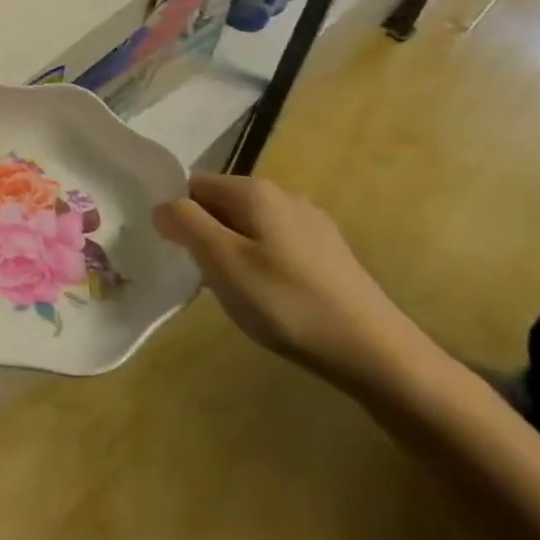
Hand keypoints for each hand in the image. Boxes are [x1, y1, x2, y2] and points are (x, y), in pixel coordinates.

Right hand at [153, 174, 422, 392]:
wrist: (376, 353)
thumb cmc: (287, 302)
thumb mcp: (222, 262)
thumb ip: (185, 223)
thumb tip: (162, 206)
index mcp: (255, 191)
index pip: (192, 185)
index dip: (176, 214)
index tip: (173, 251)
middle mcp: (284, 196)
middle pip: (220, 204)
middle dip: (203, 233)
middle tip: (200, 275)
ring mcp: (311, 224)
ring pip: (247, 226)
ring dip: (230, 251)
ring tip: (232, 290)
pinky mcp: (328, 253)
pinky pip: (273, 245)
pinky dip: (259, 263)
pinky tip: (268, 297)